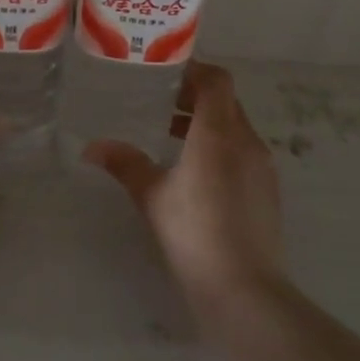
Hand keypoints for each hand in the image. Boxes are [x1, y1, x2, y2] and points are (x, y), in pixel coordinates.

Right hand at [84, 61, 282, 313]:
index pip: (216, 80)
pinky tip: (195, 174)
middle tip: (159, 102)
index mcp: (218, 133)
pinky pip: (243, 152)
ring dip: (207, 124)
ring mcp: (262, 167)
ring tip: (171, 136)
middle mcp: (246, 141)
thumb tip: (92, 147)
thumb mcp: (151, 196)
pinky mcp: (267, 190)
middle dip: (195, 97)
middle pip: (226, 102)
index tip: (164, 75)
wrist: (244, 290)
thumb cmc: (194, 233)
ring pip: (235, 128)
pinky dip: (220, 148)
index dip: (193, 70)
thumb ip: (125, 164)